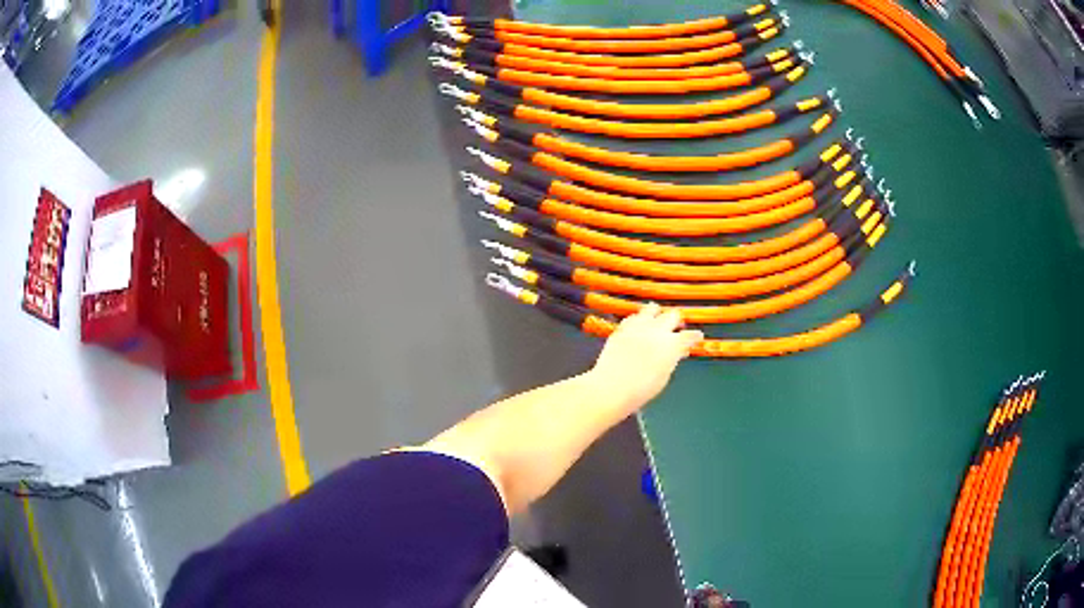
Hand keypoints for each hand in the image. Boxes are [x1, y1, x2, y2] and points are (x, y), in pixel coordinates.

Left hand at [589, 303, 702, 410]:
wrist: (612, 387)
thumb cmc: (641, 389)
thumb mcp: (663, 377)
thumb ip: (672, 360)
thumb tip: (677, 353)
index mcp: (671, 345)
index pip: (690, 335)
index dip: (695, 336)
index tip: (696, 337)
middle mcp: (657, 331)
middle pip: (673, 315)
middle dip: (676, 321)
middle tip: (676, 327)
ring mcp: (638, 327)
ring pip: (652, 309)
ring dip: (657, 314)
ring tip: (656, 321)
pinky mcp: (622, 328)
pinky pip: (634, 317)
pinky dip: (639, 320)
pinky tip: (638, 326)